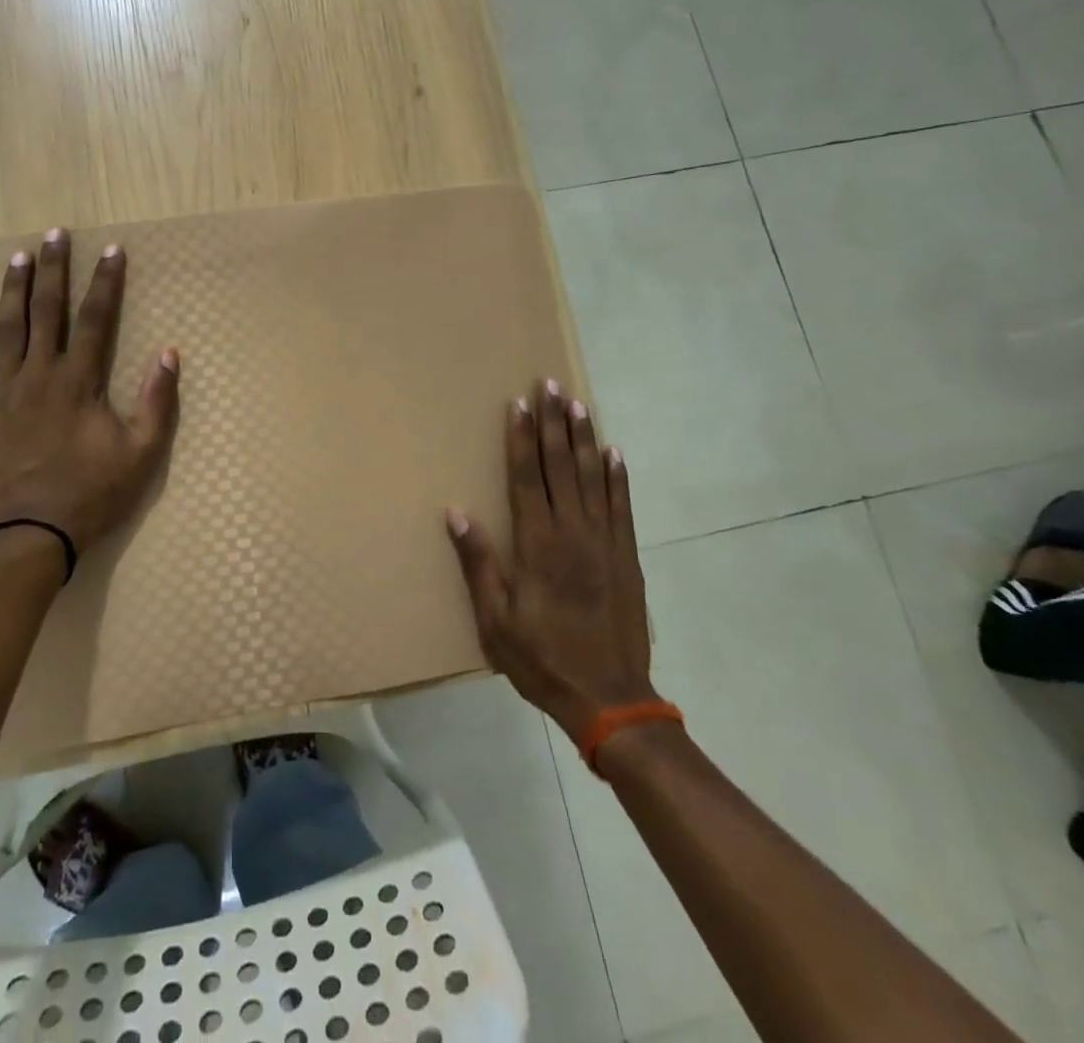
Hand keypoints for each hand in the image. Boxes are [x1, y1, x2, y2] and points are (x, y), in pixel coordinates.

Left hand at [0, 228, 179, 556]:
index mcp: (80, 381)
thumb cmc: (92, 494)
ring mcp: (4, 391)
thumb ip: (157, 402)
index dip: (105, 282)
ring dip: (14, 290)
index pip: (95, 319)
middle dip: (53, 270)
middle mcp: (40, 374)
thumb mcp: (141, 453)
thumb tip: (169, 354)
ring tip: (17, 257)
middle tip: (53, 234)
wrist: (29, 533)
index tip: (111, 250)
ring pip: (7, 328)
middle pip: (47, 311)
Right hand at [445, 380, 654, 739]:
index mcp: (537, 545)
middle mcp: (572, 533)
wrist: (611, 699)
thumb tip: (457, 512)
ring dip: (583, 438)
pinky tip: (614, 452)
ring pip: (592, 478)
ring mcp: (605, 542)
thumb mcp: (495, 620)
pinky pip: (622, 506)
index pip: (527, 477)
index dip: (521, 438)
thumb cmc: (542, 658)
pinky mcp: (627, 557)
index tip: (519, 404)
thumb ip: (479, 563)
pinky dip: (617, 477)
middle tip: (550, 385)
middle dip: (553, 423)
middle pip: (560, 467)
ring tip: (578, 404)